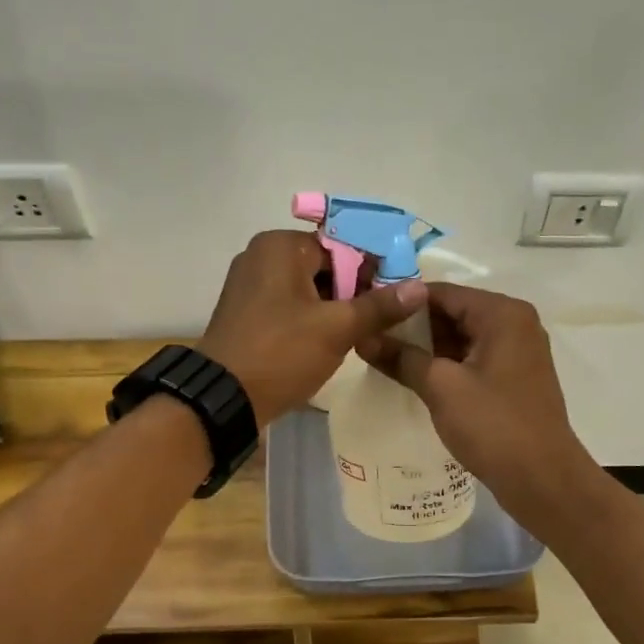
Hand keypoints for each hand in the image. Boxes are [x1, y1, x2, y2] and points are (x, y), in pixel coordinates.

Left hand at [197, 230, 426, 425]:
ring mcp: (249, 283)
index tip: (392, 299)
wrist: (223, 398)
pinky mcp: (245, 310)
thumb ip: (379, 306)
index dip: (372, 271)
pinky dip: (310, 317)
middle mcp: (261, 255)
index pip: (343, 245)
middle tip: (376, 322)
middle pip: (325, 265)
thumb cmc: (281, 353)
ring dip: (333, 307)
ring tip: (356, 335)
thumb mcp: (337, 329)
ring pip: (308, 287)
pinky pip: (288, 304)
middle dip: (352, 291)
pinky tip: (326, 342)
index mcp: (281, 246)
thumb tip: (419, 288)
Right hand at [355, 283, 595, 526]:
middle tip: (372, 340)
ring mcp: (518, 352)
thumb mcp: (441, 387)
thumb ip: (401, 357)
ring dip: (428, 348)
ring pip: (463, 337)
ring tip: (386, 359)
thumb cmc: (493, 425)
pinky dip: (447, 365)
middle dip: (414, 327)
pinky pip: (474, 359)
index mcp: (502, 313)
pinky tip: (416, 378)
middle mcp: (515, 323)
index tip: (368, 316)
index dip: (402, 303)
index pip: (442, 292)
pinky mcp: (515, 378)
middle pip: (454, 312)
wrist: (543, 479)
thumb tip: (362, 338)